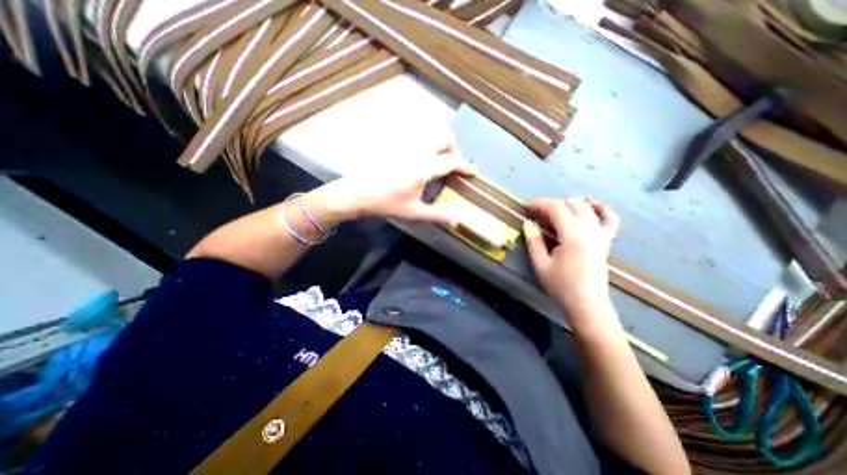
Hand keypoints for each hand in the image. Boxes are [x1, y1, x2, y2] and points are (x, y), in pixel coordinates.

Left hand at [306, 137, 474, 226]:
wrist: (356, 193)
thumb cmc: (385, 203)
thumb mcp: (413, 212)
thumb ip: (437, 215)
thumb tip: (457, 220)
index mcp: (425, 167)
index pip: (452, 161)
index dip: (465, 166)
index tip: (473, 172)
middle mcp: (418, 150)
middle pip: (445, 137)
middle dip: (454, 149)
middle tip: (452, 166)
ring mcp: (406, 145)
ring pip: (431, 134)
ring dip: (441, 144)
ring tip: (438, 162)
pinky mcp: (396, 144)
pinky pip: (418, 137)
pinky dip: (427, 144)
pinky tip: (421, 160)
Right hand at [523, 197, 619, 318]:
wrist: (586, 303)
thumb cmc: (560, 285)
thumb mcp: (540, 264)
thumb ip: (534, 241)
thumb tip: (528, 223)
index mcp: (573, 236)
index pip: (557, 208)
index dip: (540, 204)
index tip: (528, 208)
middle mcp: (590, 231)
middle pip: (572, 204)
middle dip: (553, 204)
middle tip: (539, 216)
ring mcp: (601, 234)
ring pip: (588, 207)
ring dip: (570, 205)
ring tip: (557, 214)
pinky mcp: (606, 240)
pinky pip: (609, 218)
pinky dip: (600, 209)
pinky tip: (589, 208)